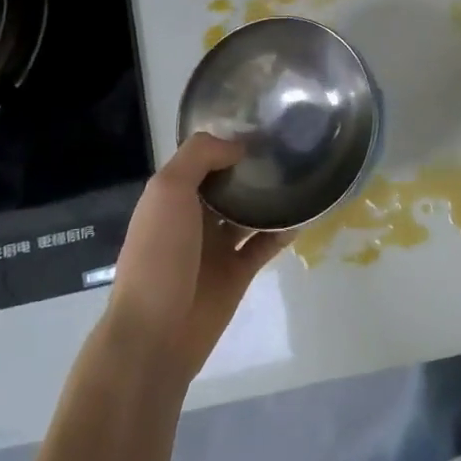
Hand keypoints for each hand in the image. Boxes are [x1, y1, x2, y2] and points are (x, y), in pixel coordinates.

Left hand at [105, 133, 289, 380]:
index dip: (229, 142)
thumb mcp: (167, 191)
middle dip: (254, 166)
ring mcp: (217, 246)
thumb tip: (239, 147)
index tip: (264, 125)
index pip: (203, 159)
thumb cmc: (158, 256)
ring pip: (249, 212)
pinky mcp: (238, 272)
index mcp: (172, 196)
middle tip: (291, 144)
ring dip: (272, 196)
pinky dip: (284, 229)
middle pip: (229, 184)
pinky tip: (305, 213)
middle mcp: (194, 217)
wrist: (155, 335)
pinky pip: (265, 244)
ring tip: (304, 172)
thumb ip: (200, 157)